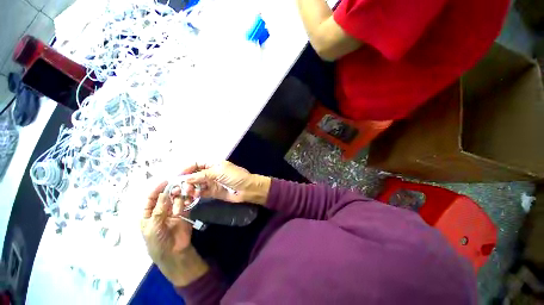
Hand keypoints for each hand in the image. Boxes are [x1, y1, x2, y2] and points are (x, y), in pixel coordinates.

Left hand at [141, 181, 207, 285]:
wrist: (173, 252)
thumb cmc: (157, 241)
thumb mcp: (153, 226)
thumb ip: (159, 210)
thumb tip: (164, 193)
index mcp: (149, 214)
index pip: (151, 198)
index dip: (157, 189)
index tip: (165, 181)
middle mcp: (161, 210)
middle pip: (165, 197)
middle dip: (170, 191)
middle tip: (177, 186)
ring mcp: (173, 211)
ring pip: (176, 199)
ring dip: (179, 195)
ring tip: (183, 192)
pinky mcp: (184, 213)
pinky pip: (185, 204)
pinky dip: (187, 199)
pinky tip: (189, 197)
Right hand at [175, 161, 270, 204]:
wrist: (247, 189)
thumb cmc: (235, 176)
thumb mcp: (220, 172)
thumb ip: (203, 175)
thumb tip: (186, 178)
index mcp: (213, 164)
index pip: (196, 164)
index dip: (187, 168)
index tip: (177, 175)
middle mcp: (211, 172)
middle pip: (194, 175)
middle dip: (187, 180)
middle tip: (181, 187)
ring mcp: (211, 182)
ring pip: (196, 184)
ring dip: (190, 188)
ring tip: (187, 192)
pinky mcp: (212, 192)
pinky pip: (201, 192)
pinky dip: (195, 194)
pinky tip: (192, 196)